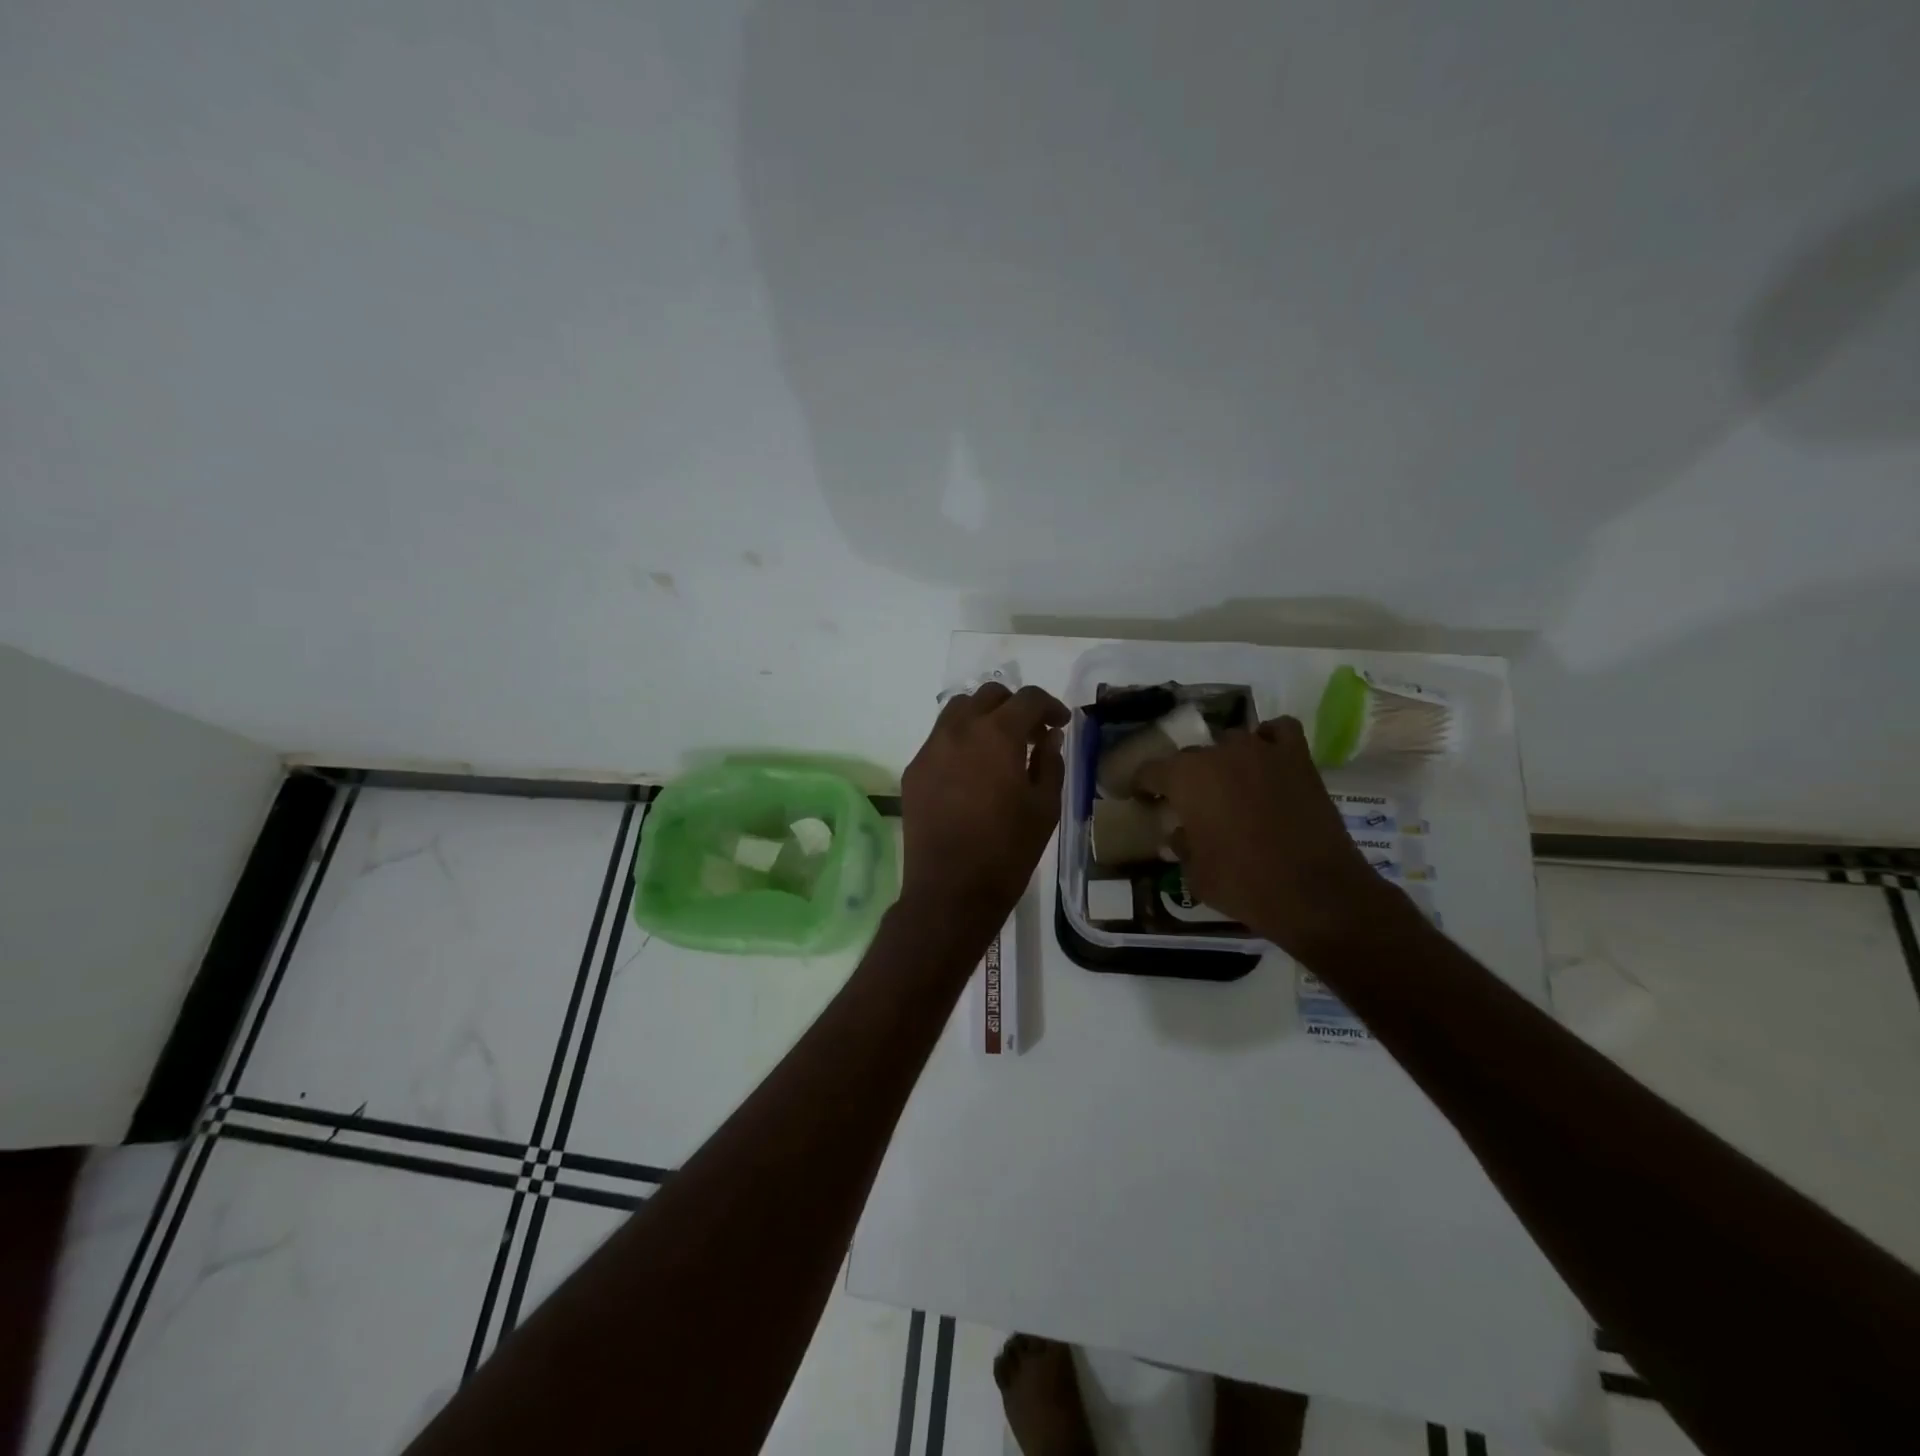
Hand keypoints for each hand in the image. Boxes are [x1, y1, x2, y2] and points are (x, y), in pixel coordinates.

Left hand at [900, 683, 1069, 933]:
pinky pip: (939, 739)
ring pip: (958, 711)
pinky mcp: (914, 771)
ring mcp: (930, 749)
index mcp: (997, 735)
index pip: (1028, 699)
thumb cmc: (1007, 851)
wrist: (950, 891)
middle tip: (1031, 734)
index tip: (1059, 724)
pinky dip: (960, 740)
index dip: (1050, 706)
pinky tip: (971, 771)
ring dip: (983, 717)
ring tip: (999, 746)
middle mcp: (959, 730)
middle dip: (1015, 706)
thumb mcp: (1044, 807)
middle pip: (989, 695)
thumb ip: (1050, 763)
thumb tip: (1048, 738)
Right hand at [1136, 716, 1406, 961]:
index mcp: (1185, 778)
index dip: (1141, 785)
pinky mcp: (1298, 759)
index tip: (1140, 798)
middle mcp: (1219, 754)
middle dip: (1184, 777)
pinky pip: (1278, 732)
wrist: (1316, 893)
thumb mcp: (1195, 874)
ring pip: (1231, 741)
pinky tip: (1266, 760)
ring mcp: (1261, 751)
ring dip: (1225, 760)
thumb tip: (1180, 832)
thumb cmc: (1244, 884)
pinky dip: (1269, 740)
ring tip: (1230, 785)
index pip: (1149, 771)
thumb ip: (1182, 845)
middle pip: (1191, 755)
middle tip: (1189, 804)